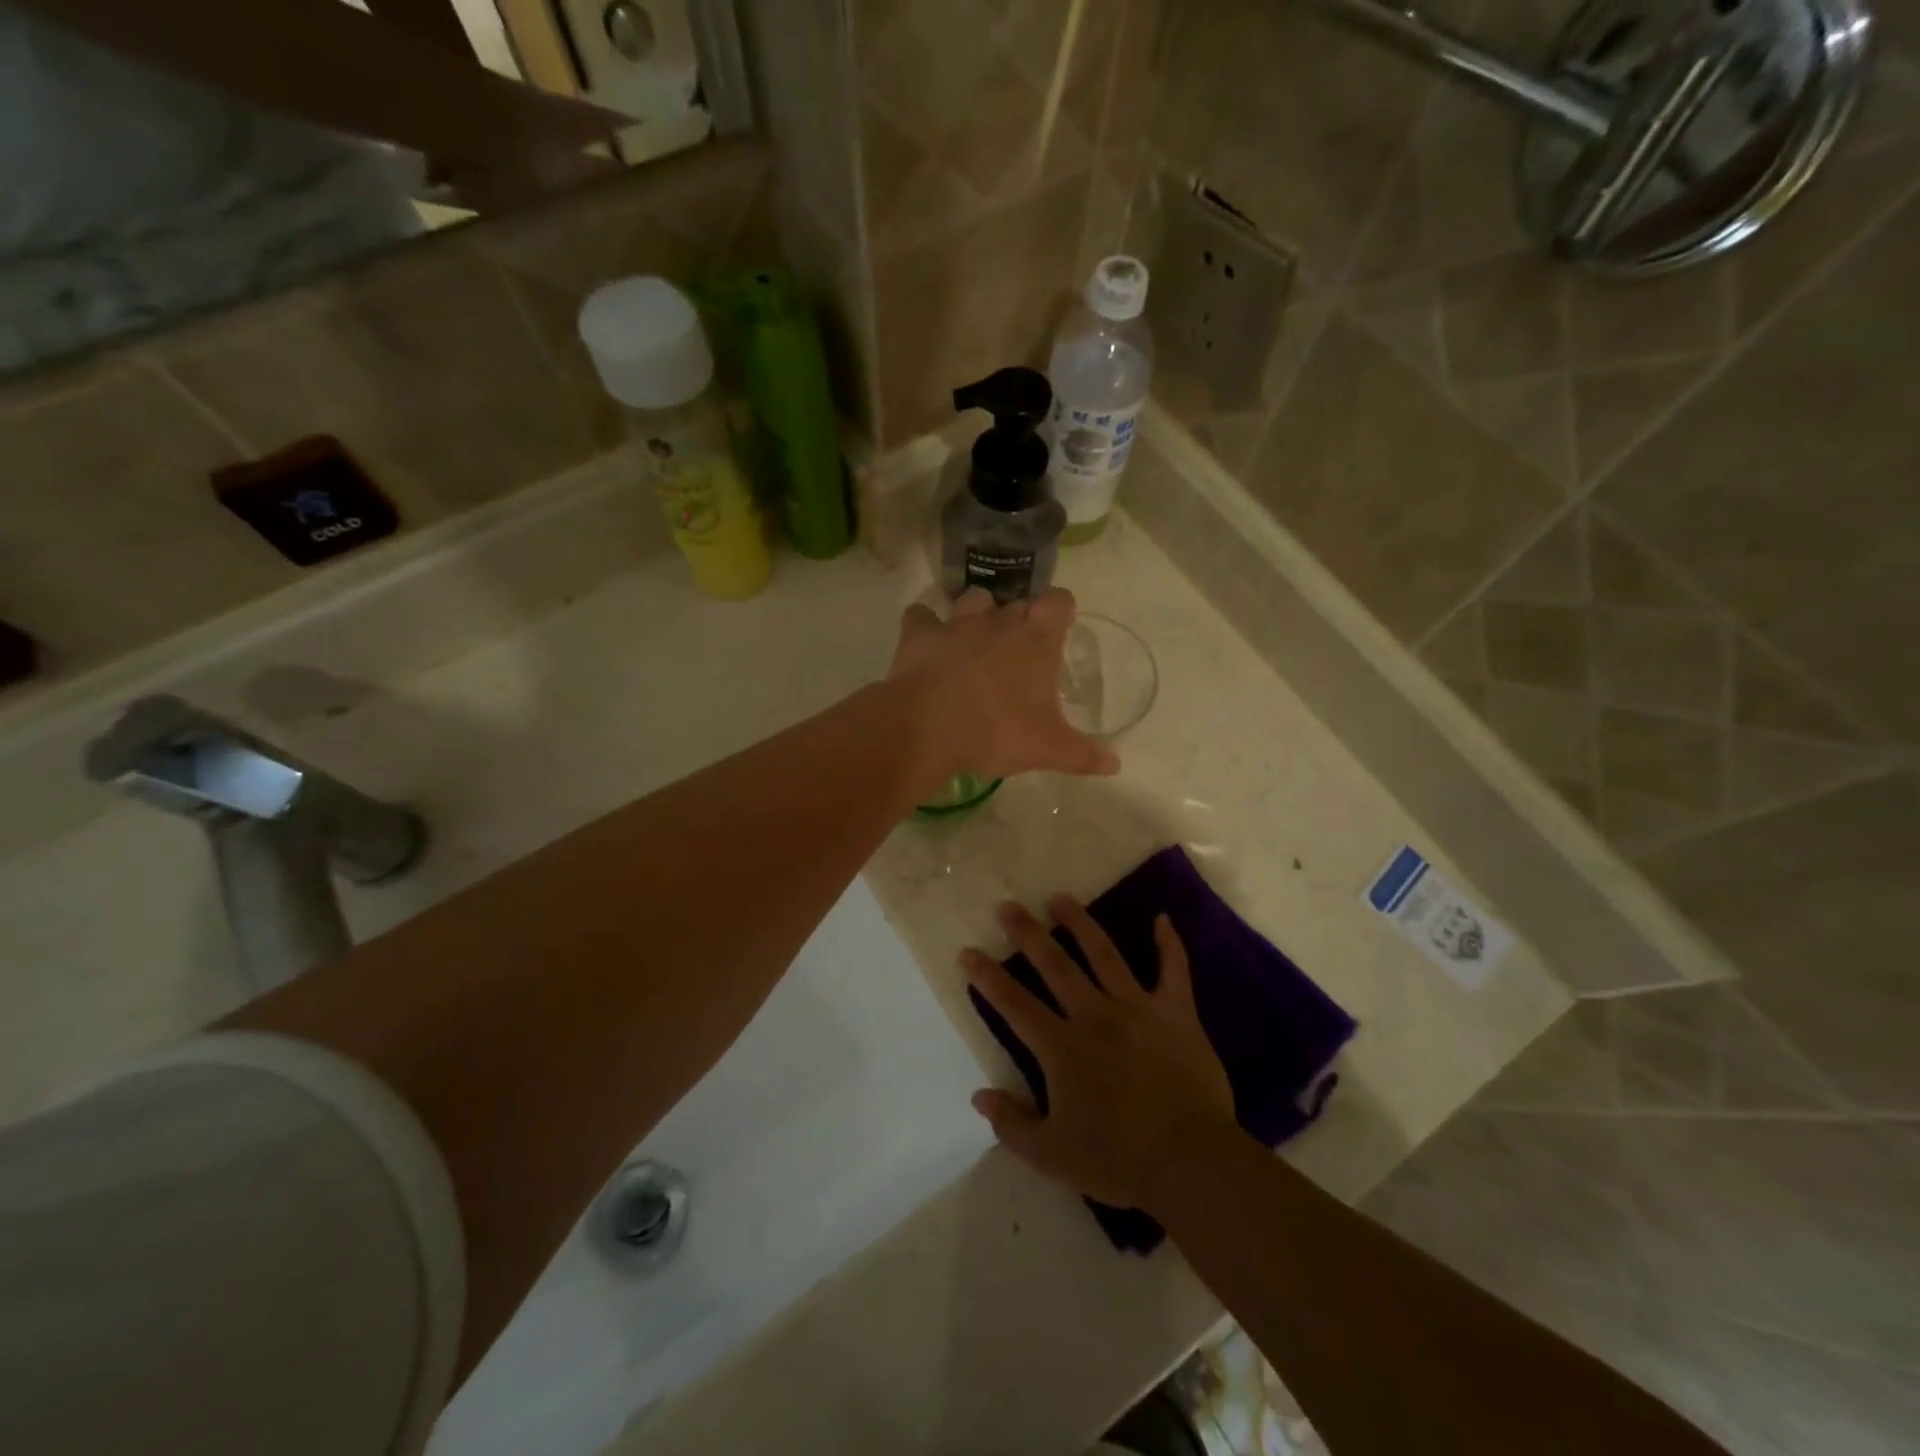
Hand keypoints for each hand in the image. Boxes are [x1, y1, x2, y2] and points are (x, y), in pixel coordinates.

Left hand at [889, 588, 1118, 791]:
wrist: (927, 729)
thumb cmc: (996, 732)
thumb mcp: (1048, 750)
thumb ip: (1084, 755)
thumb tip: (1115, 764)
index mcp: (1036, 641)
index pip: (1059, 601)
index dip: (1060, 611)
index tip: (1058, 630)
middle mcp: (999, 621)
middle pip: (1017, 602)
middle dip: (1020, 620)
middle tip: (1018, 653)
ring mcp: (956, 624)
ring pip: (974, 599)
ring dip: (977, 614)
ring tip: (974, 642)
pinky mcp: (919, 634)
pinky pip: (921, 615)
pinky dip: (925, 625)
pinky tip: (927, 643)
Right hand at [962, 897, 1236, 1211]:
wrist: (1192, 1163)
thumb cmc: (1118, 1160)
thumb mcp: (1052, 1155)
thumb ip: (1012, 1123)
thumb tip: (979, 1096)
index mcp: (1062, 1047)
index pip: (1014, 1004)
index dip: (987, 977)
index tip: (967, 952)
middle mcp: (1094, 1015)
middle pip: (1055, 965)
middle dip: (1027, 933)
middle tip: (1008, 906)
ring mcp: (1137, 1008)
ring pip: (1104, 954)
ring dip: (1079, 923)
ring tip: (1059, 898)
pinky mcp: (1176, 1013)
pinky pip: (1174, 970)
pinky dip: (1168, 943)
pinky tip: (1162, 918)